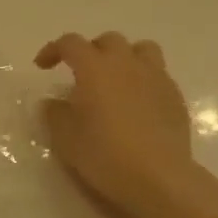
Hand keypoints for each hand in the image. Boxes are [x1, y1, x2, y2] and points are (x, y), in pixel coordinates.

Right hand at [35, 32, 195, 217]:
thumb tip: (53, 102)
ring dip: (124, 57)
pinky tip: (136, 104)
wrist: (158, 177)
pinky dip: (143, 80)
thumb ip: (54, 113)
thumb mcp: (65, 137)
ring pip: (141, 49)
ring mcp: (156, 78)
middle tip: (80, 73)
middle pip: (108, 40)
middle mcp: (126, 64)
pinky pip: (157, 74)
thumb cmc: (104, 154)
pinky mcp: (175, 97)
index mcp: (95, 68)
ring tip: (115, 79)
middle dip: (91, 50)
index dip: (53, 49)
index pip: (71, 43)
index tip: (42, 66)